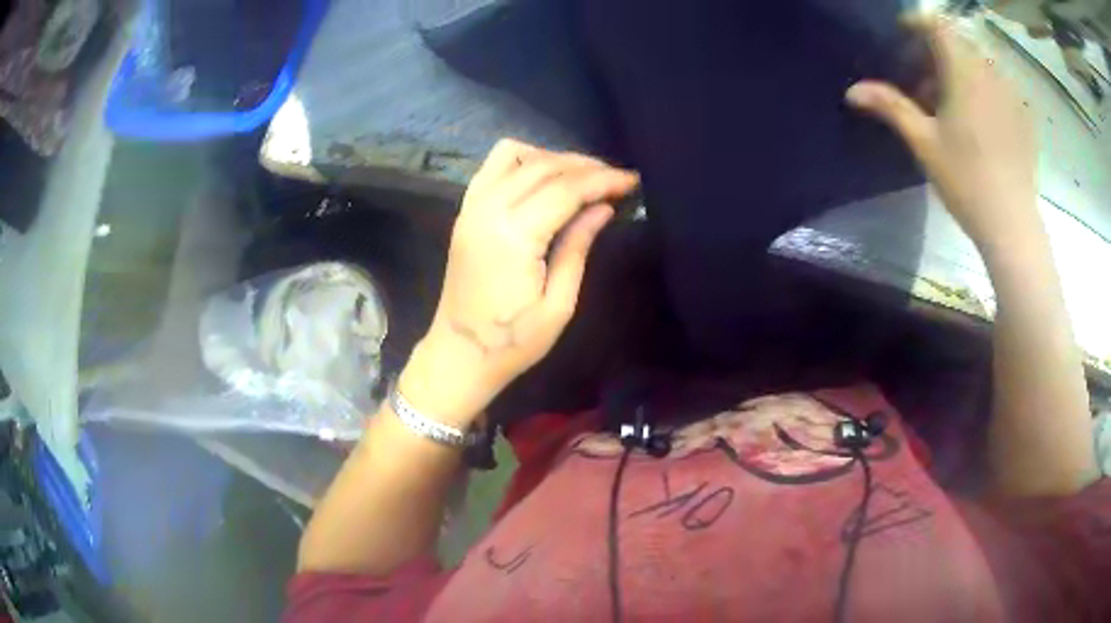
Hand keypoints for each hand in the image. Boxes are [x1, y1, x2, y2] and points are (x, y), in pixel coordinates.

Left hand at [399, 139, 638, 425]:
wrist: (459, 353)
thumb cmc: (513, 341)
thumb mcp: (558, 304)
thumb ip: (578, 247)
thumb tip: (602, 208)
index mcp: (513, 236)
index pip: (565, 189)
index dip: (603, 180)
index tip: (632, 181)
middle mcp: (488, 210)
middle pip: (543, 166)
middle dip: (585, 166)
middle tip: (616, 178)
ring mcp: (472, 207)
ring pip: (515, 156)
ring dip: (553, 157)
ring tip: (583, 176)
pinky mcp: (465, 211)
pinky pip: (492, 166)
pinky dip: (522, 160)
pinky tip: (543, 176)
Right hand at [845, 16, 1038, 248]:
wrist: (1013, 227)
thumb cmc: (967, 182)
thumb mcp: (924, 143)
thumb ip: (890, 107)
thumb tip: (852, 91)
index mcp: (964, 71)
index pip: (936, 23)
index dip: (916, 23)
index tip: (903, 37)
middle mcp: (990, 72)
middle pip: (957, 42)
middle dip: (937, 53)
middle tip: (925, 83)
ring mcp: (1011, 94)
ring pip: (979, 63)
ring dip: (960, 71)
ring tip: (952, 106)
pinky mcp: (1024, 116)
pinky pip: (998, 85)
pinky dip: (983, 89)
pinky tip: (979, 122)